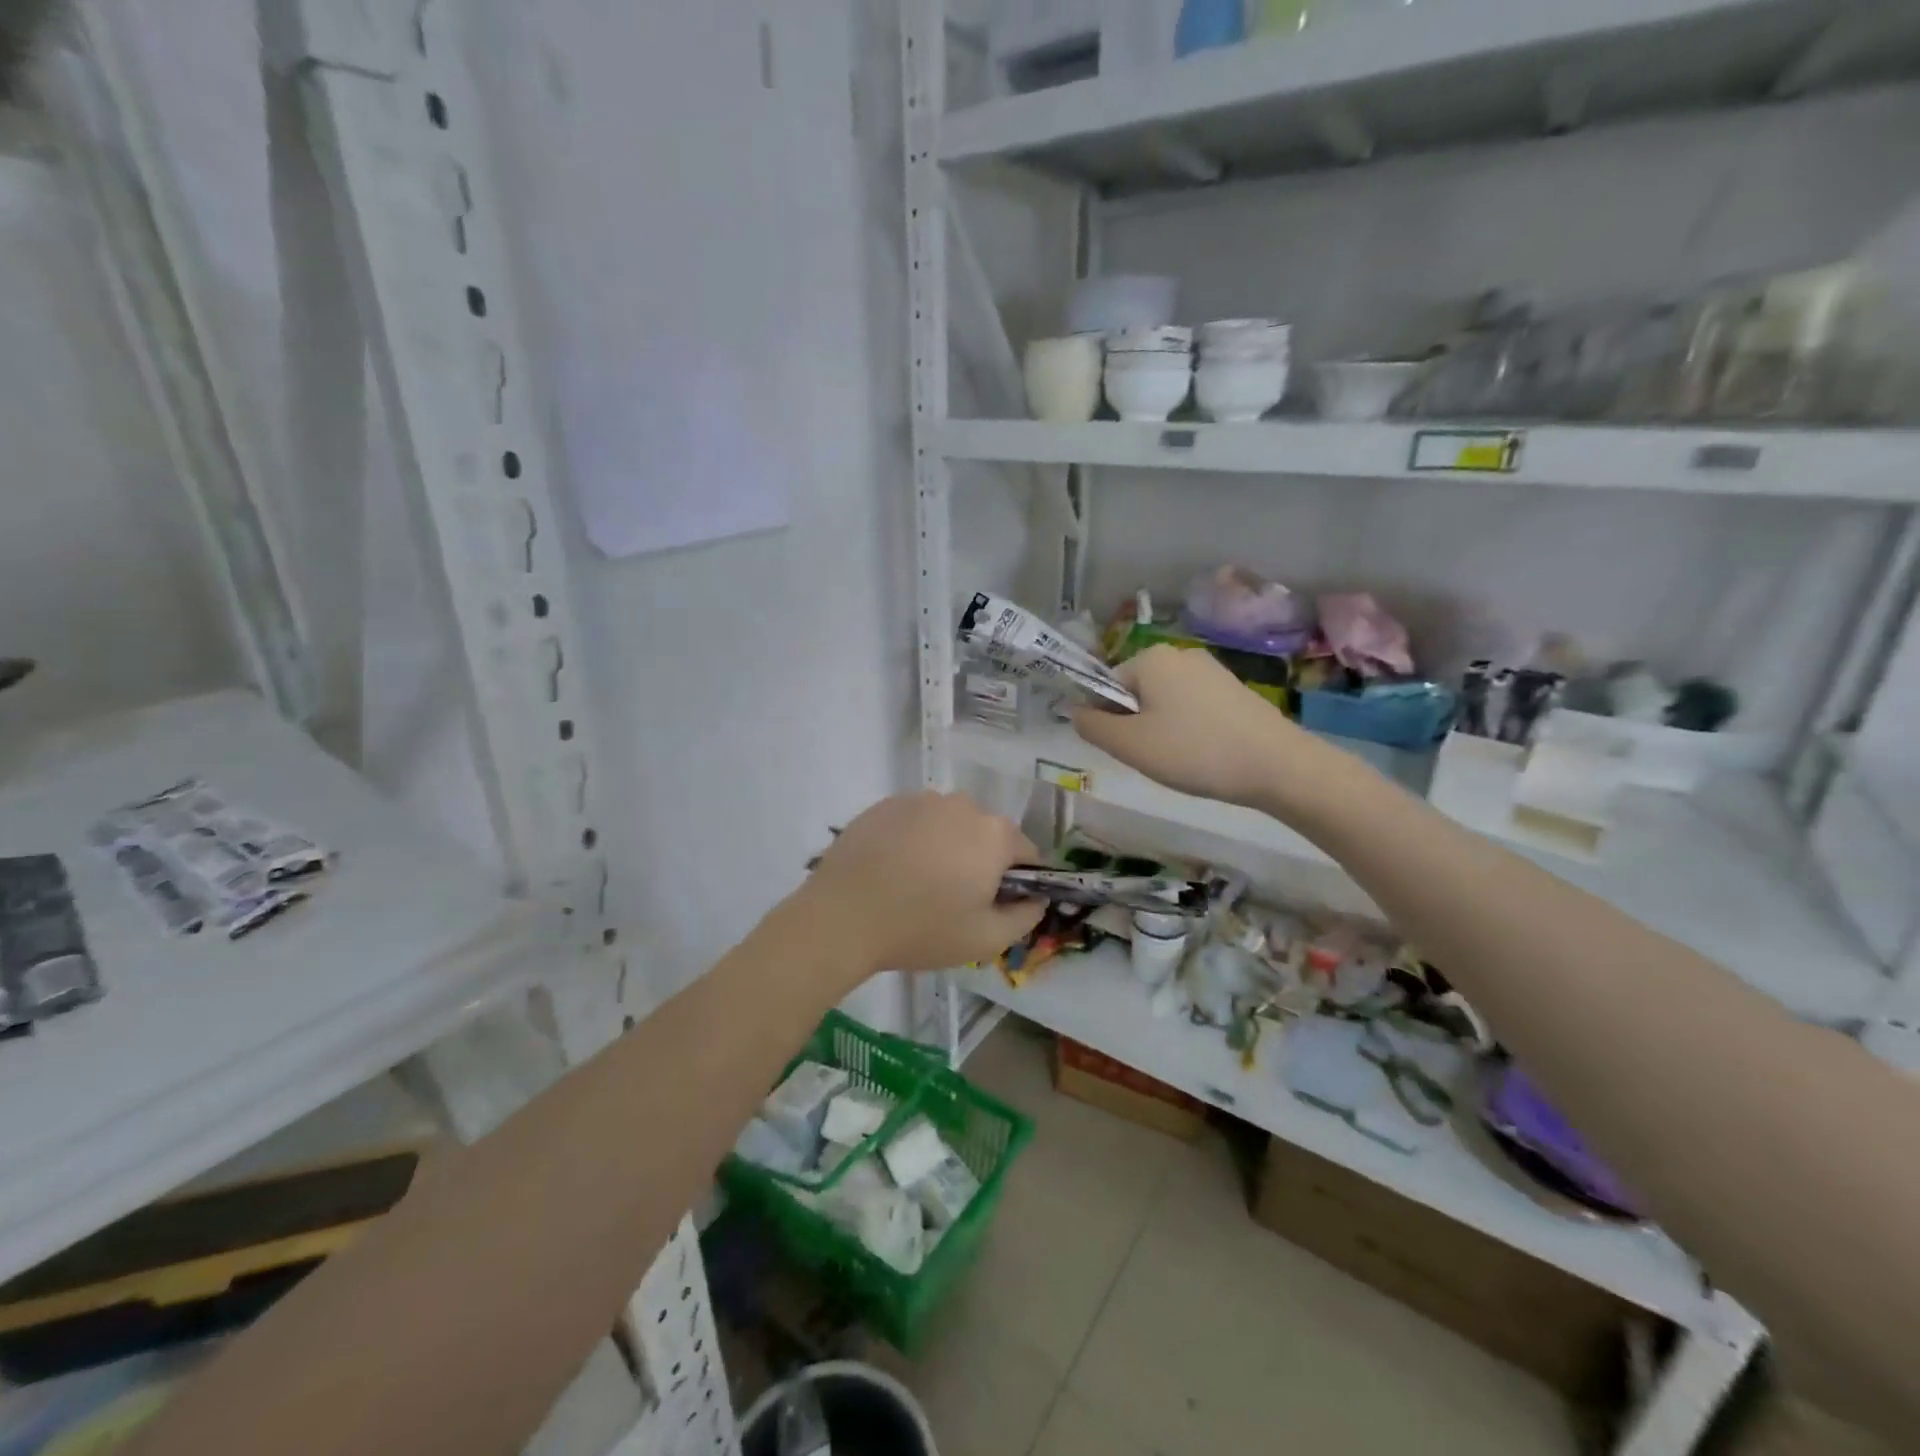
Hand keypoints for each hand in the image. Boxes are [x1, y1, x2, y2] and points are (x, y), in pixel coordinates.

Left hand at [800, 793, 1046, 975]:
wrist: (843, 916)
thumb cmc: (922, 929)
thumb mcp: (986, 940)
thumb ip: (1025, 917)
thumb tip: (1036, 899)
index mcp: (994, 834)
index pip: (1026, 853)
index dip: (1019, 881)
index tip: (995, 906)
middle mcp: (963, 805)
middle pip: (987, 834)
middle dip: (981, 861)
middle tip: (954, 899)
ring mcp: (921, 800)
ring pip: (950, 825)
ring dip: (947, 847)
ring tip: (918, 884)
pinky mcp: (886, 804)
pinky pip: (916, 821)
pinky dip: (914, 840)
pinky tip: (893, 870)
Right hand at [1071, 645, 1329, 811]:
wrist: (1277, 765)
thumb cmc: (1193, 751)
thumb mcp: (1129, 744)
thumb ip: (1092, 726)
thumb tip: (1076, 711)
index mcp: (1150, 658)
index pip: (1106, 686)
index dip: (1109, 720)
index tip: (1129, 748)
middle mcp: (1179, 653)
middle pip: (1135, 692)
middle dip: (1137, 724)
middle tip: (1155, 756)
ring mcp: (1211, 669)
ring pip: (1164, 702)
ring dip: (1163, 729)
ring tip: (1183, 758)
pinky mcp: (1233, 688)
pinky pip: (1192, 707)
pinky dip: (1190, 729)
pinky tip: (1206, 753)